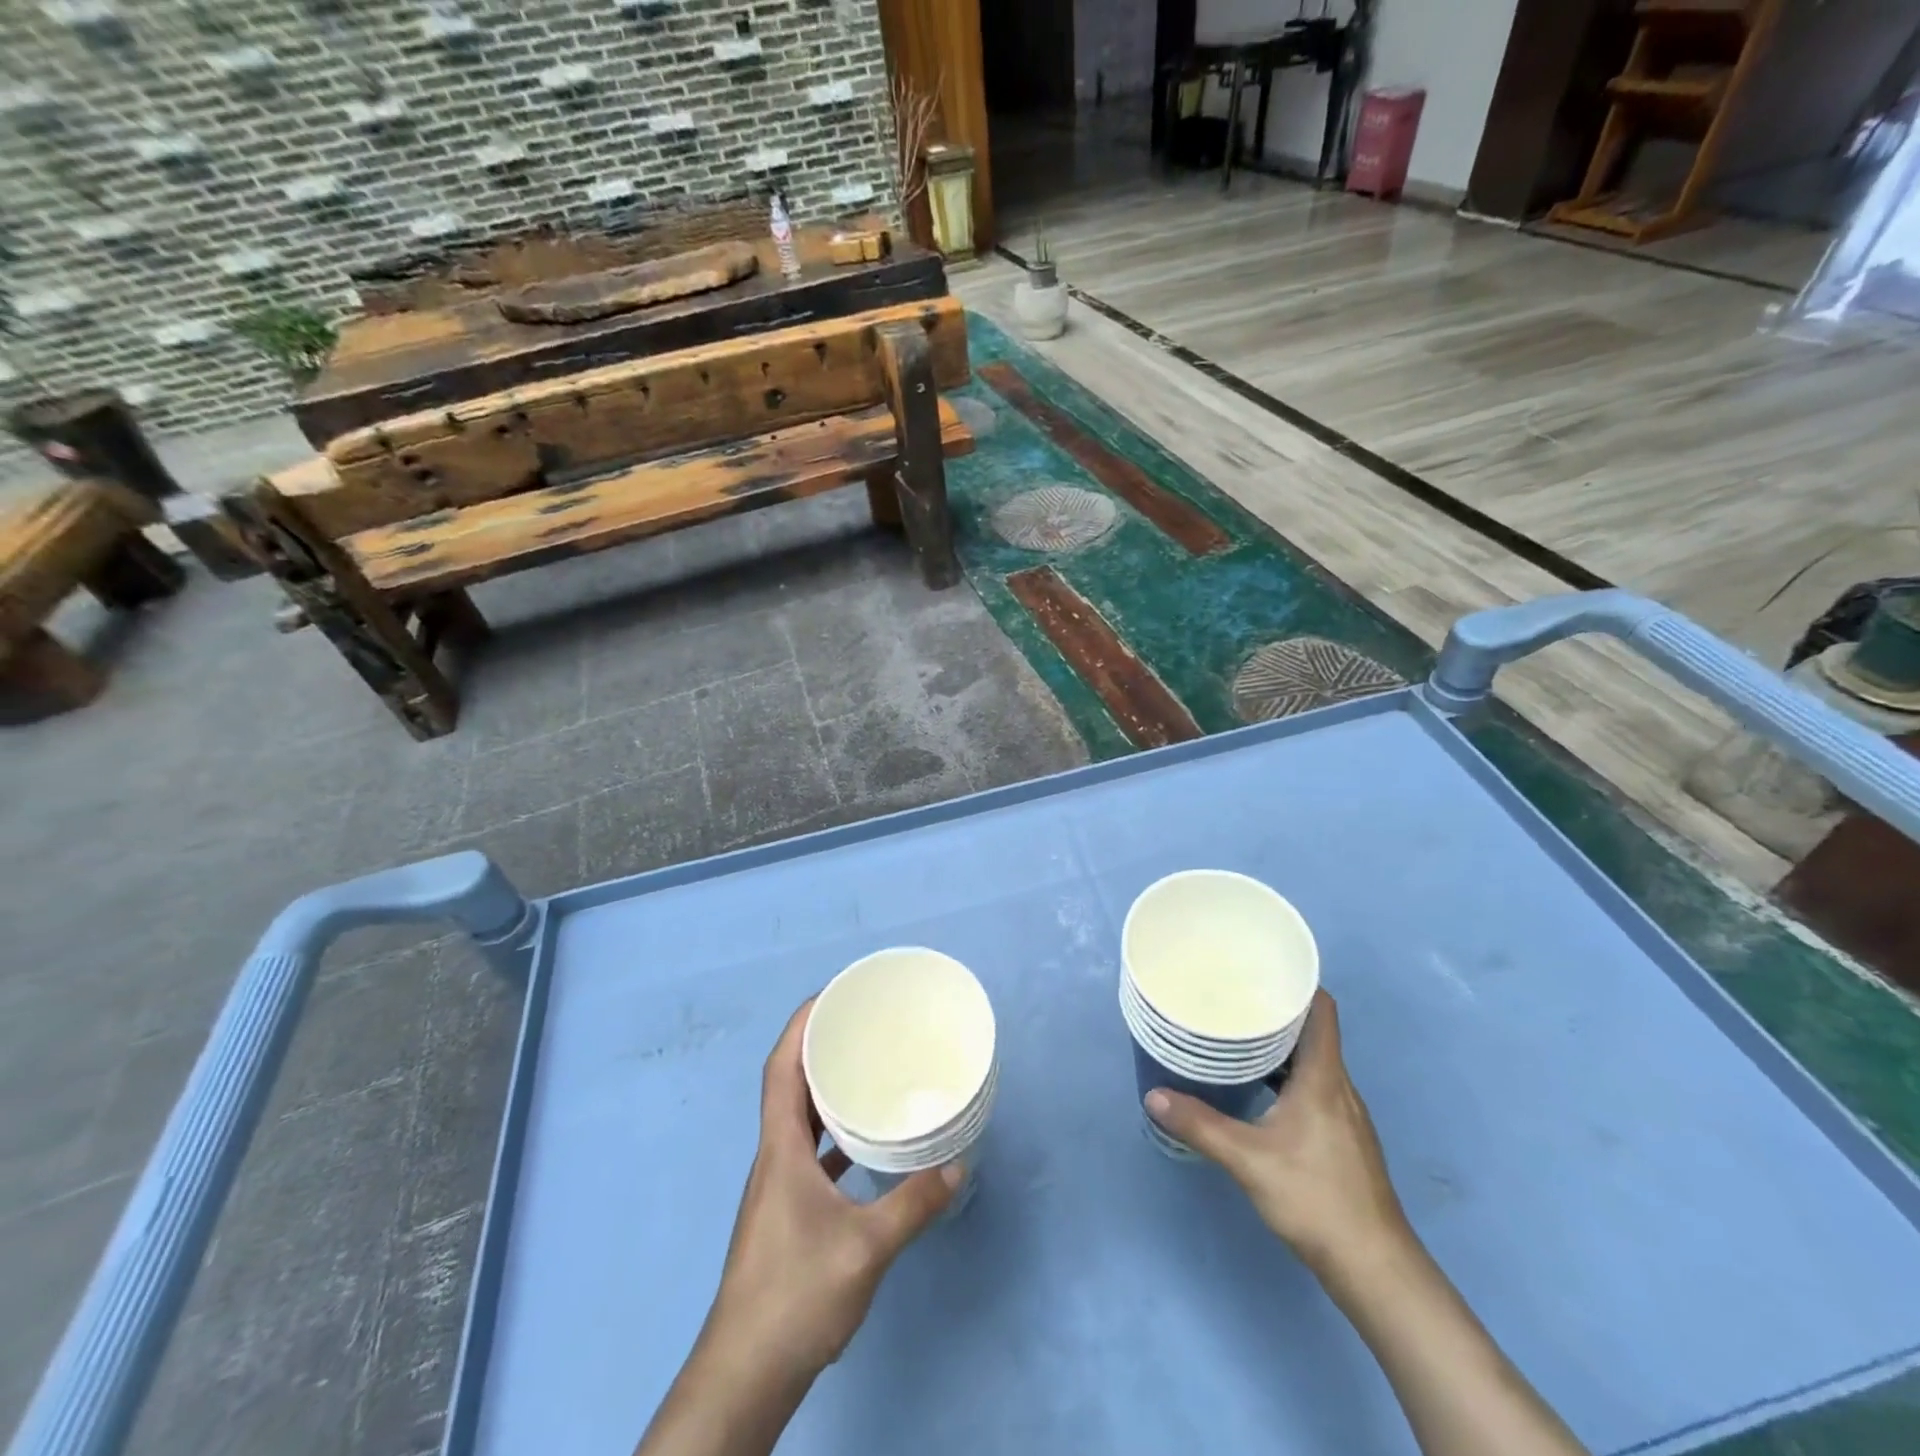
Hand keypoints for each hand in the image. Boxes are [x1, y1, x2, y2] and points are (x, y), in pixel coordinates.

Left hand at [706, 999, 961, 1380]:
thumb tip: (956, 1167)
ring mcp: (776, 1187)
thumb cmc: (797, 1295)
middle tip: (860, 1027)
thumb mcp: (866, 1247)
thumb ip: (913, 1204)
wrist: (745, 1374)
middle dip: (818, 1048)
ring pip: (797, 1120)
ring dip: (823, 1091)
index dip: (800, 1026)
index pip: (780, 1068)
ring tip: (864, 1073)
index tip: (831, 996)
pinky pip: (808, 1153)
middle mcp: (773, 1158)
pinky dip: (831, 1136)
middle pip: (788, 1086)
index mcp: (780, 1149)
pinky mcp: (784, 1213)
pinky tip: (862, 1146)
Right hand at [1145, 989, 1407, 1276]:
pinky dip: (1287, 1076)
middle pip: (1313, 1032)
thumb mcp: (1248, 1160)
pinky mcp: (1343, 1139)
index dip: (1297, 982)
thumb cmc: (1315, 1199)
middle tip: (1233, 999)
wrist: (1375, 1269)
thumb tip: (1153, 1095)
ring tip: (1237, 1038)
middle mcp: (1340, 1087)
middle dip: (1276, 1012)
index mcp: (1324, 1077)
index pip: (1322, 1010)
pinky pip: (1315, 1087)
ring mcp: (1345, 1115)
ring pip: (1313, 1062)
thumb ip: (1200, 1124)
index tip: (1260, 969)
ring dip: (1280, 1047)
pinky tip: (1259, 1091)